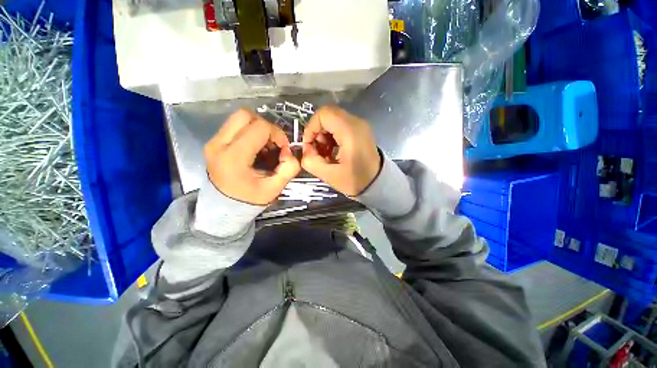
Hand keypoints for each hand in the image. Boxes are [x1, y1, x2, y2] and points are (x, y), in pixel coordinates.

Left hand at [205, 109, 300, 204]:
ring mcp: (213, 141)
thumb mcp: (275, 188)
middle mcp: (219, 144)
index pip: (260, 127)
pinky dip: (249, 131)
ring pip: (239, 118)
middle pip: (245, 115)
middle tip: (273, 143)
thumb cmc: (250, 199)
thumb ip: (289, 168)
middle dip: (266, 126)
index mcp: (234, 157)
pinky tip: (255, 147)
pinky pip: (234, 126)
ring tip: (265, 145)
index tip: (283, 149)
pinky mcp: (214, 142)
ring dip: (257, 127)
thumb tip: (289, 152)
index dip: (278, 134)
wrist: (224, 207)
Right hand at [301, 106, 381, 195]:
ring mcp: (360, 125)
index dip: (311, 128)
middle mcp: (356, 123)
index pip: (323, 114)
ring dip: (324, 134)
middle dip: (317, 132)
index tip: (309, 146)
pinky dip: (332, 135)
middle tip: (317, 151)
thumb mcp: (330, 176)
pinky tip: (332, 151)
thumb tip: (305, 150)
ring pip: (333, 119)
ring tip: (325, 153)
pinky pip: (340, 125)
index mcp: (350, 131)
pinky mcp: (360, 130)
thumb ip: (311, 162)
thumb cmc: (356, 180)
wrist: (378, 183)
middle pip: (328, 115)